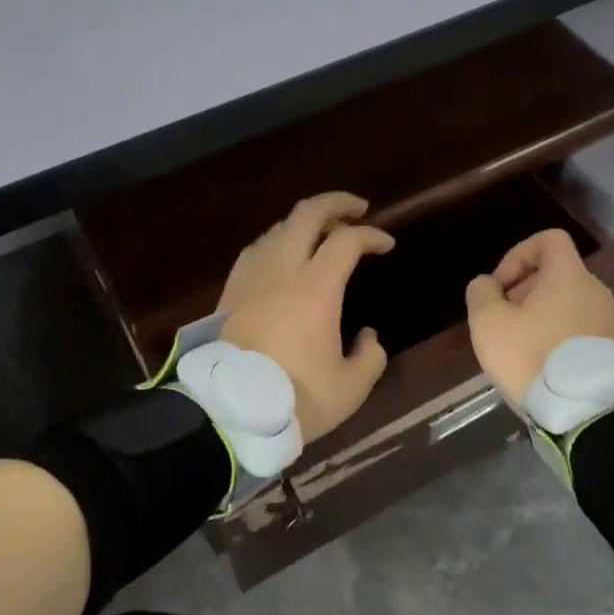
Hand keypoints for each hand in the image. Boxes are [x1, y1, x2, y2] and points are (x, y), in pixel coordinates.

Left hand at [218, 192, 394, 442]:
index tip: (386, 244)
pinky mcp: (229, 291)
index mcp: (316, 287)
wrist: (227, 411)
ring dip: (304, 223)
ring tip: (321, 234)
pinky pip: (257, 250)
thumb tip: (368, 336)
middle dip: (336, 203)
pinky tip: (282, 256)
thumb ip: (370, 357)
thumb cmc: (294, 398)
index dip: (372, 236)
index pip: (347, 240)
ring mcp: (251, 276)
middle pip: (307, 214)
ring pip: (278, 228)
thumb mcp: (349, 388)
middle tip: (357, 209)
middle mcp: (282, 269)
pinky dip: (277, 241)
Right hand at [465, 228, 613, 402]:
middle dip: (524, 291)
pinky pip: (581, 328)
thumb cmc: (533, 357)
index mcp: (568, 276)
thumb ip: (481, 294)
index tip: (501, 286)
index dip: (518, 254)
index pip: (549, 240)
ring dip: (541, 315)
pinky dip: (559, 335)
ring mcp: (610, 320)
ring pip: (568, 303)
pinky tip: (543, 364)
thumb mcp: (489, 324)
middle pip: (556, 274)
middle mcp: (595, 290)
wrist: (587, 410)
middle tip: (504, 321)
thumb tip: (486, 284)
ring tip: (521, 346)